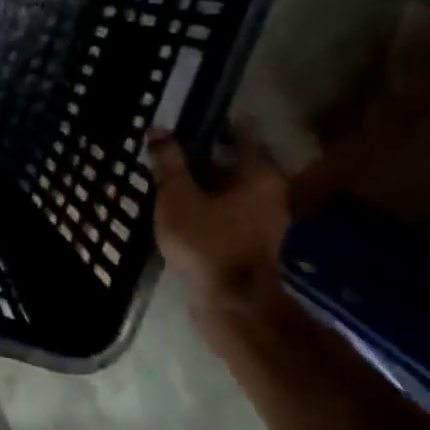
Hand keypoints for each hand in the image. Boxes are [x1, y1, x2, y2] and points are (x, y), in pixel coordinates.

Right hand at [147, 128, 290, 317]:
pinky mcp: (255, 240)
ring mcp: (267, 218)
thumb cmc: (208, 243)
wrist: (235, 305)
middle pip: (234, 162)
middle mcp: (271, 190)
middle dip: (202, 157)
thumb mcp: (178, 198)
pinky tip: (182, 210)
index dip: (208, 125)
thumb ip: (169, 163)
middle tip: (167, 153)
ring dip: (204, 183)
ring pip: (231, 188)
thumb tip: (159, 129)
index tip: (181, 123)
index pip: (237, 133)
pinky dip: (209, 205)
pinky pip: (230, 210)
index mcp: (259, 173)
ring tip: (169, 183)